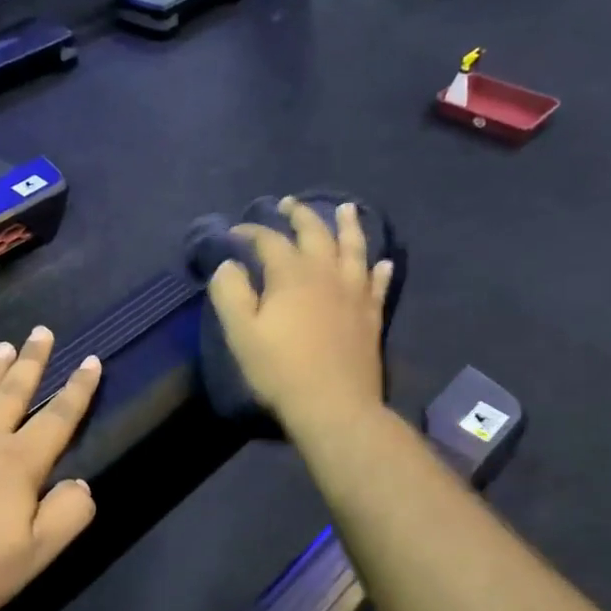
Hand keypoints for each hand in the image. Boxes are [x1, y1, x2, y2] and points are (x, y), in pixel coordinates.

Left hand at [0, 327, 102, 610]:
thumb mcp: (32, 556)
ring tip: (3, 347)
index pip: (58, 419)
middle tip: (41, 331)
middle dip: (32, 362)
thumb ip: (67, 516)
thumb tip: (83, 484)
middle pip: (12, 393)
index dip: (78, 390)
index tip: (92, 360)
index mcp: (17, 464)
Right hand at [206, 197, 393, 435]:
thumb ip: (230, 293)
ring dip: (348, 226)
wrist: (334, 405)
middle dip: (299, 215)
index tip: (236, 232)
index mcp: (291, 274)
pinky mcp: (371, 315)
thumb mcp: (241, 333)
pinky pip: (377, 283)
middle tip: (288, 204)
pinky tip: (382, 262)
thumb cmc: (280, 370)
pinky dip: (379, 269)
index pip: (269, 240)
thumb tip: (229, 264)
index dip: (251, 232)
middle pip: (315, 233)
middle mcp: (326, 273)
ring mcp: (354, 293)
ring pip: (353, 248)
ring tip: (346, 209)